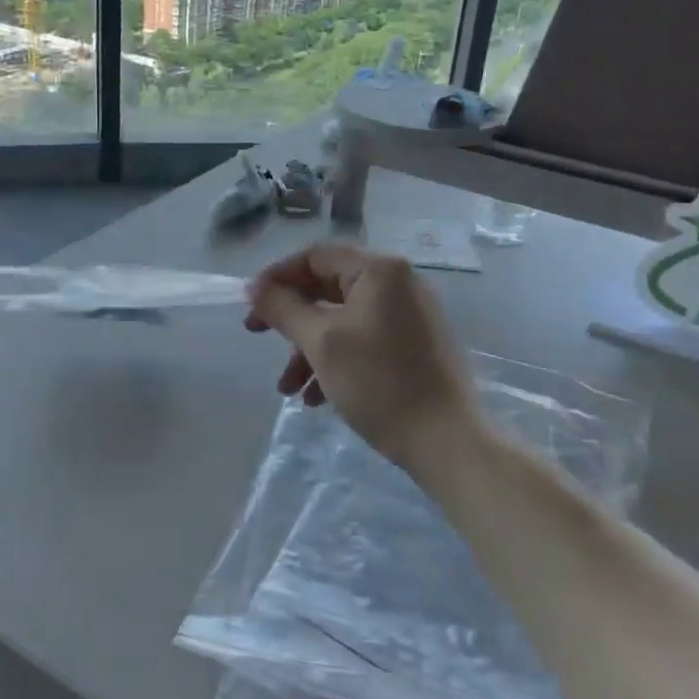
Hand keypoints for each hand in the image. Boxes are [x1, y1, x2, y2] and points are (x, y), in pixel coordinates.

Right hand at [244, 243, 481, 472]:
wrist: (447, 441)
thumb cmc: (379, 382)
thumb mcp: (321, 342)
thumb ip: (283, 309)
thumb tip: (254, 288)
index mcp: (379, 270)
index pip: (315, 256)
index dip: (277, 278)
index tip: (250, 307)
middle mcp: (399, 283)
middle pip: (329, 287)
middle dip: (292, 319)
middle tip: (258, 337)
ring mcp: (411, 315)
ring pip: (344, 319)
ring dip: (309, 348)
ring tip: (288, 389)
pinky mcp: (416, 346)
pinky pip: (365, 340)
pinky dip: (337, 361)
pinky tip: (317, 398)